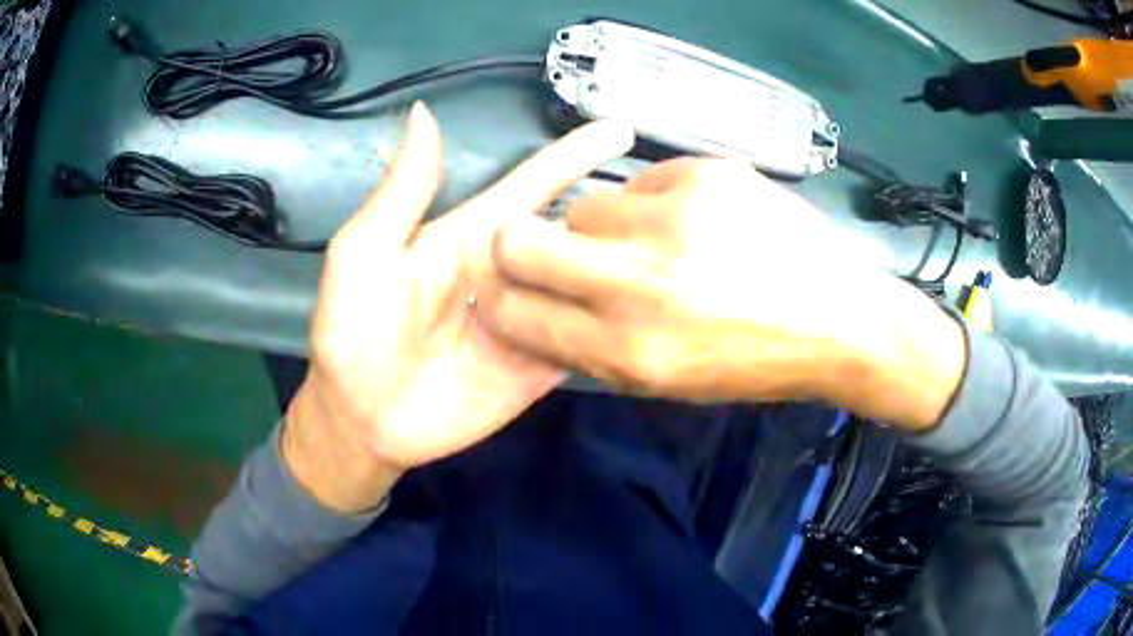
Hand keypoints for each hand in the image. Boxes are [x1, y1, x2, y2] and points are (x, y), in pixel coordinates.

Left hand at [283, 104, 634, 512]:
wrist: (364, 420)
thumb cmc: (353, 332)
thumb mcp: (364, 253)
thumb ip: (402, 191)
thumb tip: (424, 113)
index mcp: (474, 236)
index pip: (536, 184)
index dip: (577, 153)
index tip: (621, 128)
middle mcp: (512, 271)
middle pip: (575, 232)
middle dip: (620, 212)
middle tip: (671, 201)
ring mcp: (532, 320)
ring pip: (589, 282)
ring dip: (627, 265)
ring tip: (675, 249)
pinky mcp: (540, 365)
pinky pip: (584, 337)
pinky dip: (615, 322)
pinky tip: (657, 310)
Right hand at [475, 158, 965, 429]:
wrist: (841, 317)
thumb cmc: (754, 361)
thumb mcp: (668, 382)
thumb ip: (593, 345)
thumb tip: (536, 301)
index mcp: (628, 351)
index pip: (515, 313)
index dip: (500, 298)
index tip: (505, 288)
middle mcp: (639, 283)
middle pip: (519, 239)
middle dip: (521, 245)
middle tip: (551, 249)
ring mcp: (674, 218)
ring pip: (584, 205)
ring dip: (605, 227)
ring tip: (658, 241)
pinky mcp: (705, 174)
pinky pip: (643, 181)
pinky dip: (656, 202)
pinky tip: (700, 221)